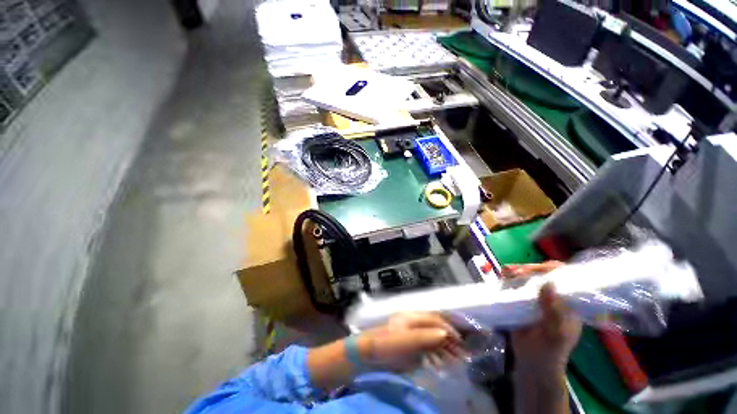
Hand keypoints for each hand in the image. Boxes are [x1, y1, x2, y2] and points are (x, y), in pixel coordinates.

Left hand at [358, 313, 464, 371]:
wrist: (369, 354)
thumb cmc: (386, 343)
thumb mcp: (405, 339)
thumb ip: (424, 336)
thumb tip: (445, 334)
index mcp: (413, 317)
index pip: (435, 319)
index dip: (448, 328)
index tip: (460, 341)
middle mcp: (415, 324)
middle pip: (436, 329)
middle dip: (450, 340)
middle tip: (463, 354)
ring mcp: (414, 335)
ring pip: (434, 340)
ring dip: (446, 349)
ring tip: (458, 361)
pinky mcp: (412, 347)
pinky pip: (429, 349)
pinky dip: (438, 356)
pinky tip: (444, 364)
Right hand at [502, 262, 581, 373]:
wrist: (531, 363)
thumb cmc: (549, 351)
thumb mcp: (555, 334)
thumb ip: (554, 311)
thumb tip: (548, 283)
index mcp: (569, 304)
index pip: (566, 278)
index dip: (551, 270)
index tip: (534, 270)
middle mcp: (554, 297)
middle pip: (544, 274)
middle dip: (528, 269)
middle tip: (513, 271)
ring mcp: (537, 298)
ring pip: (529, 278)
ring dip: (516, 272)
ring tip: (505, 272)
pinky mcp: (522, 300)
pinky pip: (516, 285)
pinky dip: (509, 279)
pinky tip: (502, 277)